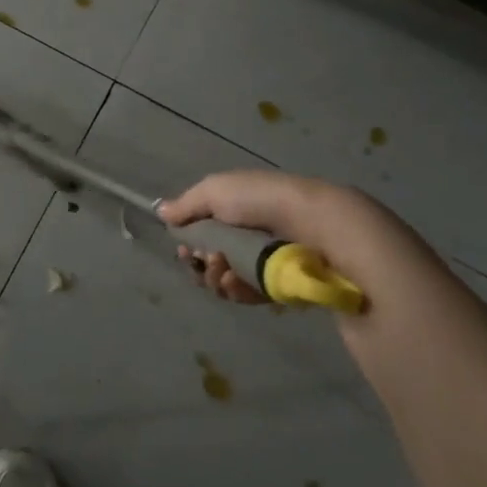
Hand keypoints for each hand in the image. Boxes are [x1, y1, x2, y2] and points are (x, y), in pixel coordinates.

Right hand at [158, 170, 461, 319]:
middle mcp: (257, 233)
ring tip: (225, 273)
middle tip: (205, 263)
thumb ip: (188, 203)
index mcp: (244, 207)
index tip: (185, 248)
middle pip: (215, 256)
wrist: (325, 230)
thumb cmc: (267, 203)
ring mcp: (273, 262)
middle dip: (203, 262)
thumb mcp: (219, 190)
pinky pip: (252, 296)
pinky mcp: (287, 288)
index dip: (192, 239)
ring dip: (219, 278)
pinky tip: (241, 286)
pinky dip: (240, 292)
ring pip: (230, 279)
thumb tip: (161, 211)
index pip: (208, 227)